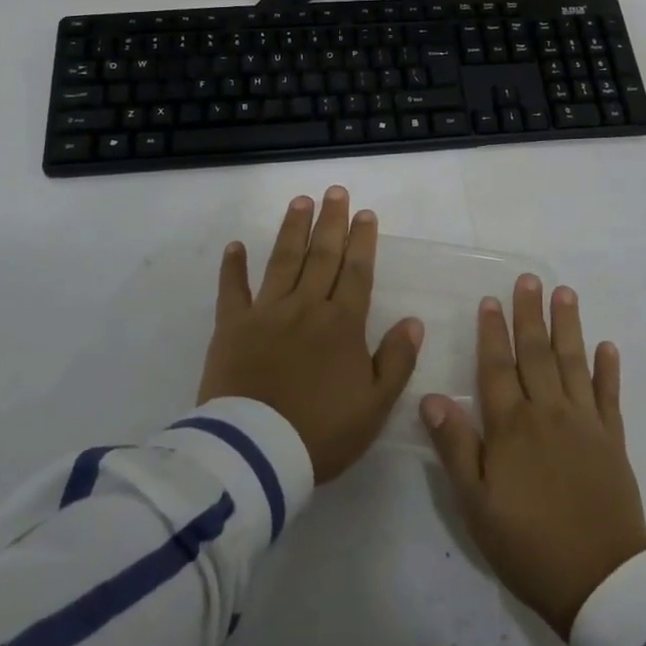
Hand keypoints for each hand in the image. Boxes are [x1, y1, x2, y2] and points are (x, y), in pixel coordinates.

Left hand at [199, 187, 424, 483]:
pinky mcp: (232, 327)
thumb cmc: (321, 432)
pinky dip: (233, 267)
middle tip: (335, 191)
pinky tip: (235, 246)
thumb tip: (414, 321)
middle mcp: (307, 306)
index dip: (363, 241)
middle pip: (322, 255)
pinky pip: (232, 290)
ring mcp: (267, 312)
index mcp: (342, 324)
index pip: (357, 272)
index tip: (366, 213)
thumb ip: (397, 360)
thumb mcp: (375, 405)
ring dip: (293, 229)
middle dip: (331, 221)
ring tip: (300, 201)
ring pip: (283, 260)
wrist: (257, 453)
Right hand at [423, 276, 645, 638]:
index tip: (491, 299)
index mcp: (511, 426)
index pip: (497, 367)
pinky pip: (609, 395)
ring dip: (568, 326)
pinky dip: (608, 369)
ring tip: (565, 294)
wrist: (600, 581)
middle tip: (530, 279)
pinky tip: (607, 346)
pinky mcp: (612, 440)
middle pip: (536, 353)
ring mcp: (584, 423)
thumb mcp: (476, 504)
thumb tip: (431, 397)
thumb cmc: (528, 545)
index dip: (492, 332)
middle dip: (530, 314)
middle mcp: (548, 412)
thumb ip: (455, 447)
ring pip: (573, 363)